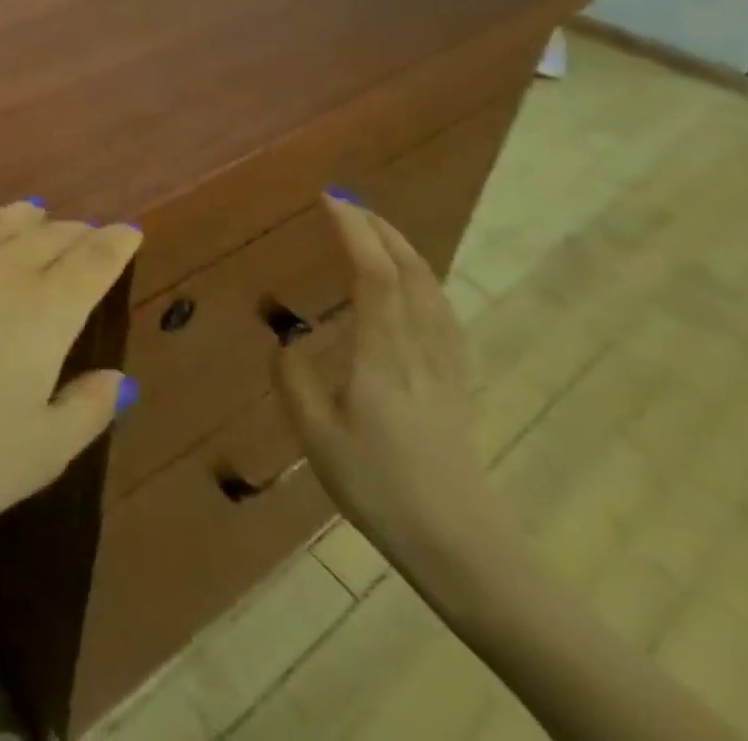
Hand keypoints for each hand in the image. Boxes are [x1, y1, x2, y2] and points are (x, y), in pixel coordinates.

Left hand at [0, 192, 141, 556]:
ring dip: (18, 215)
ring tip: (34, 209)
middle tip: (84, 231)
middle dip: (71, 232)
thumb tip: (121, 378)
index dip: (114, 245)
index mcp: (43, 315)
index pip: (91, 265)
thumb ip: (86, 409)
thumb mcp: (40, 454)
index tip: (129, 231)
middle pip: (44, 239)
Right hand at [274, 194, 507, 567]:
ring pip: (432, 290)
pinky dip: (422, 281)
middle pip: (411, 273)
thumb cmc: (381, 488)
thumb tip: (285, 341)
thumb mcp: (317, 437)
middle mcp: (419, 348)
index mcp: (383, 355)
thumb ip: (294, 380)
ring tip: (376, 232)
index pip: (374, 275)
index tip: (329, 200)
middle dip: (381, 230)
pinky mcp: (456, 383)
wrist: (463, 547)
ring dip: (403, 250)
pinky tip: (414, 287)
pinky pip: (442, 313)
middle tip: (348, 204)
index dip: (354, 232)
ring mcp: (444, 365)